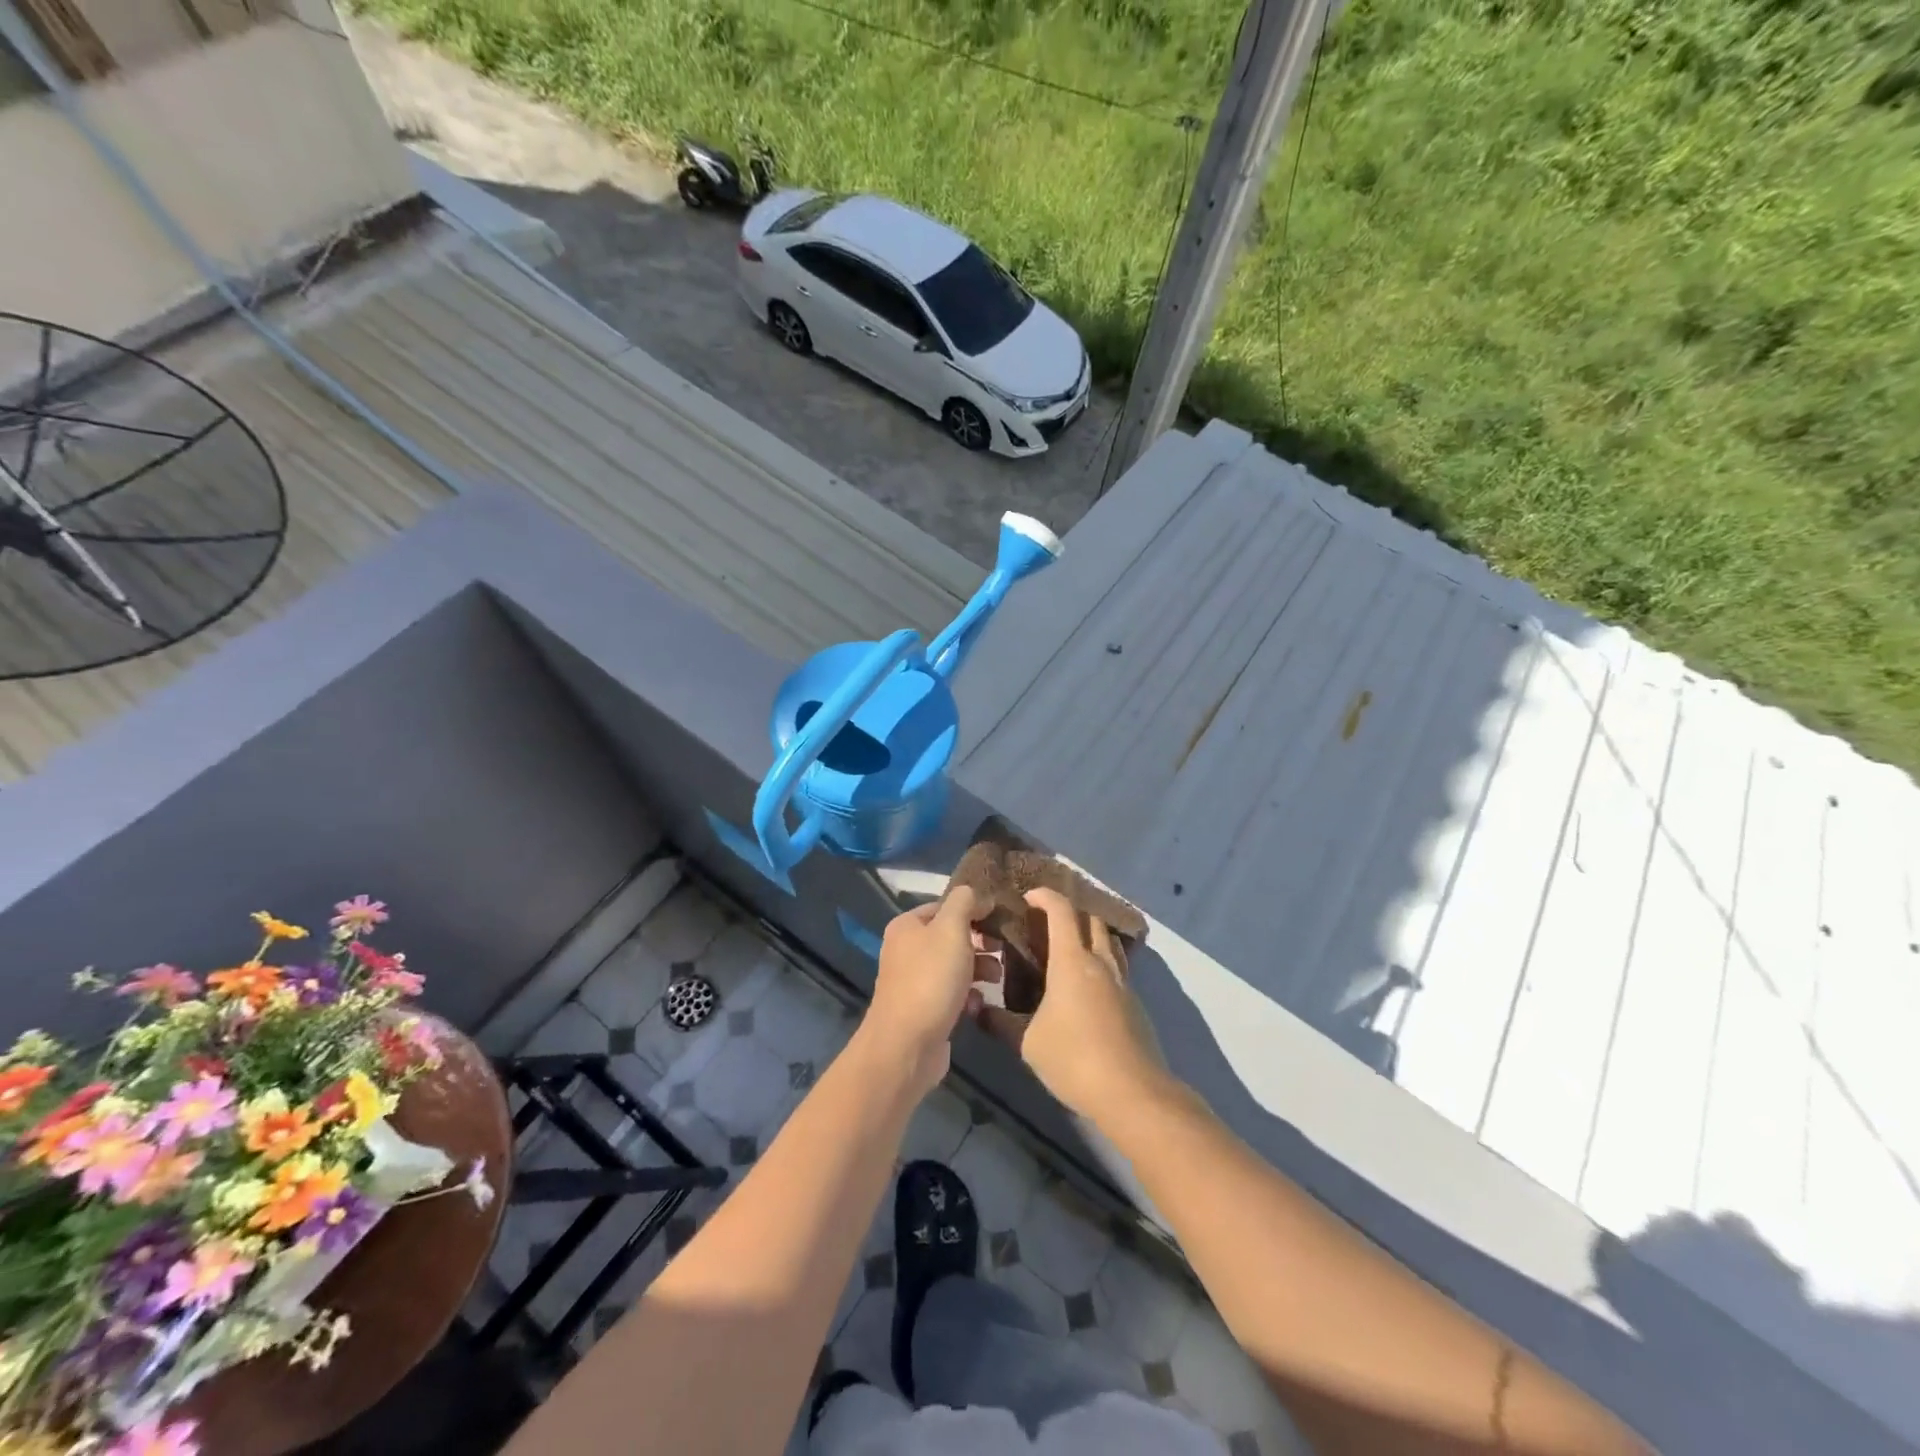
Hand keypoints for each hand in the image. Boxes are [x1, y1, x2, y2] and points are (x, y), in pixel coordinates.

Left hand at [861, 886, 984, 1095]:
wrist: (907, 1045)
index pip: (946, 906)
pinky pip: (952, 994)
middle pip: (952, 937)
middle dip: (980, 943)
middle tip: (1004, 952)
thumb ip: (964, 903)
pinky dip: (969, 997)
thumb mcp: (951, 929)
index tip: (1001, 921)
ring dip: (980, 970)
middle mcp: (906, 950)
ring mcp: (914, 981)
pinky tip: (979, 1005)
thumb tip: (976, 896)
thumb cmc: (931, 979)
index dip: (974, 911)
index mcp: (907, 925)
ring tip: (998, 979)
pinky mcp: (924, 1010)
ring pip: (955, 966)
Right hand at [978, 888, 1171, 1126]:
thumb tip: (978, 1009)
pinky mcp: (1135, 1005)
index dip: (1045, 896)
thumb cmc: (1074, 1059)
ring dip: (1090, 935)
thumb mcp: (1028, 1043)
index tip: (1029, 896)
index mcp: (1073, 961)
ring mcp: (1123, 983)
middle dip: (1070, 913)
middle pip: (1091, 920)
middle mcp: (1101, 963)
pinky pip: (1117, 968)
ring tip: (1067, 950)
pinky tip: (1086, 987)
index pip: (1061, 912)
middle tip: (1046, 924)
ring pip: (1109, 943)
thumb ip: (1001, 1022)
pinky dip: (1100, 963)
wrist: (1133, 1093)